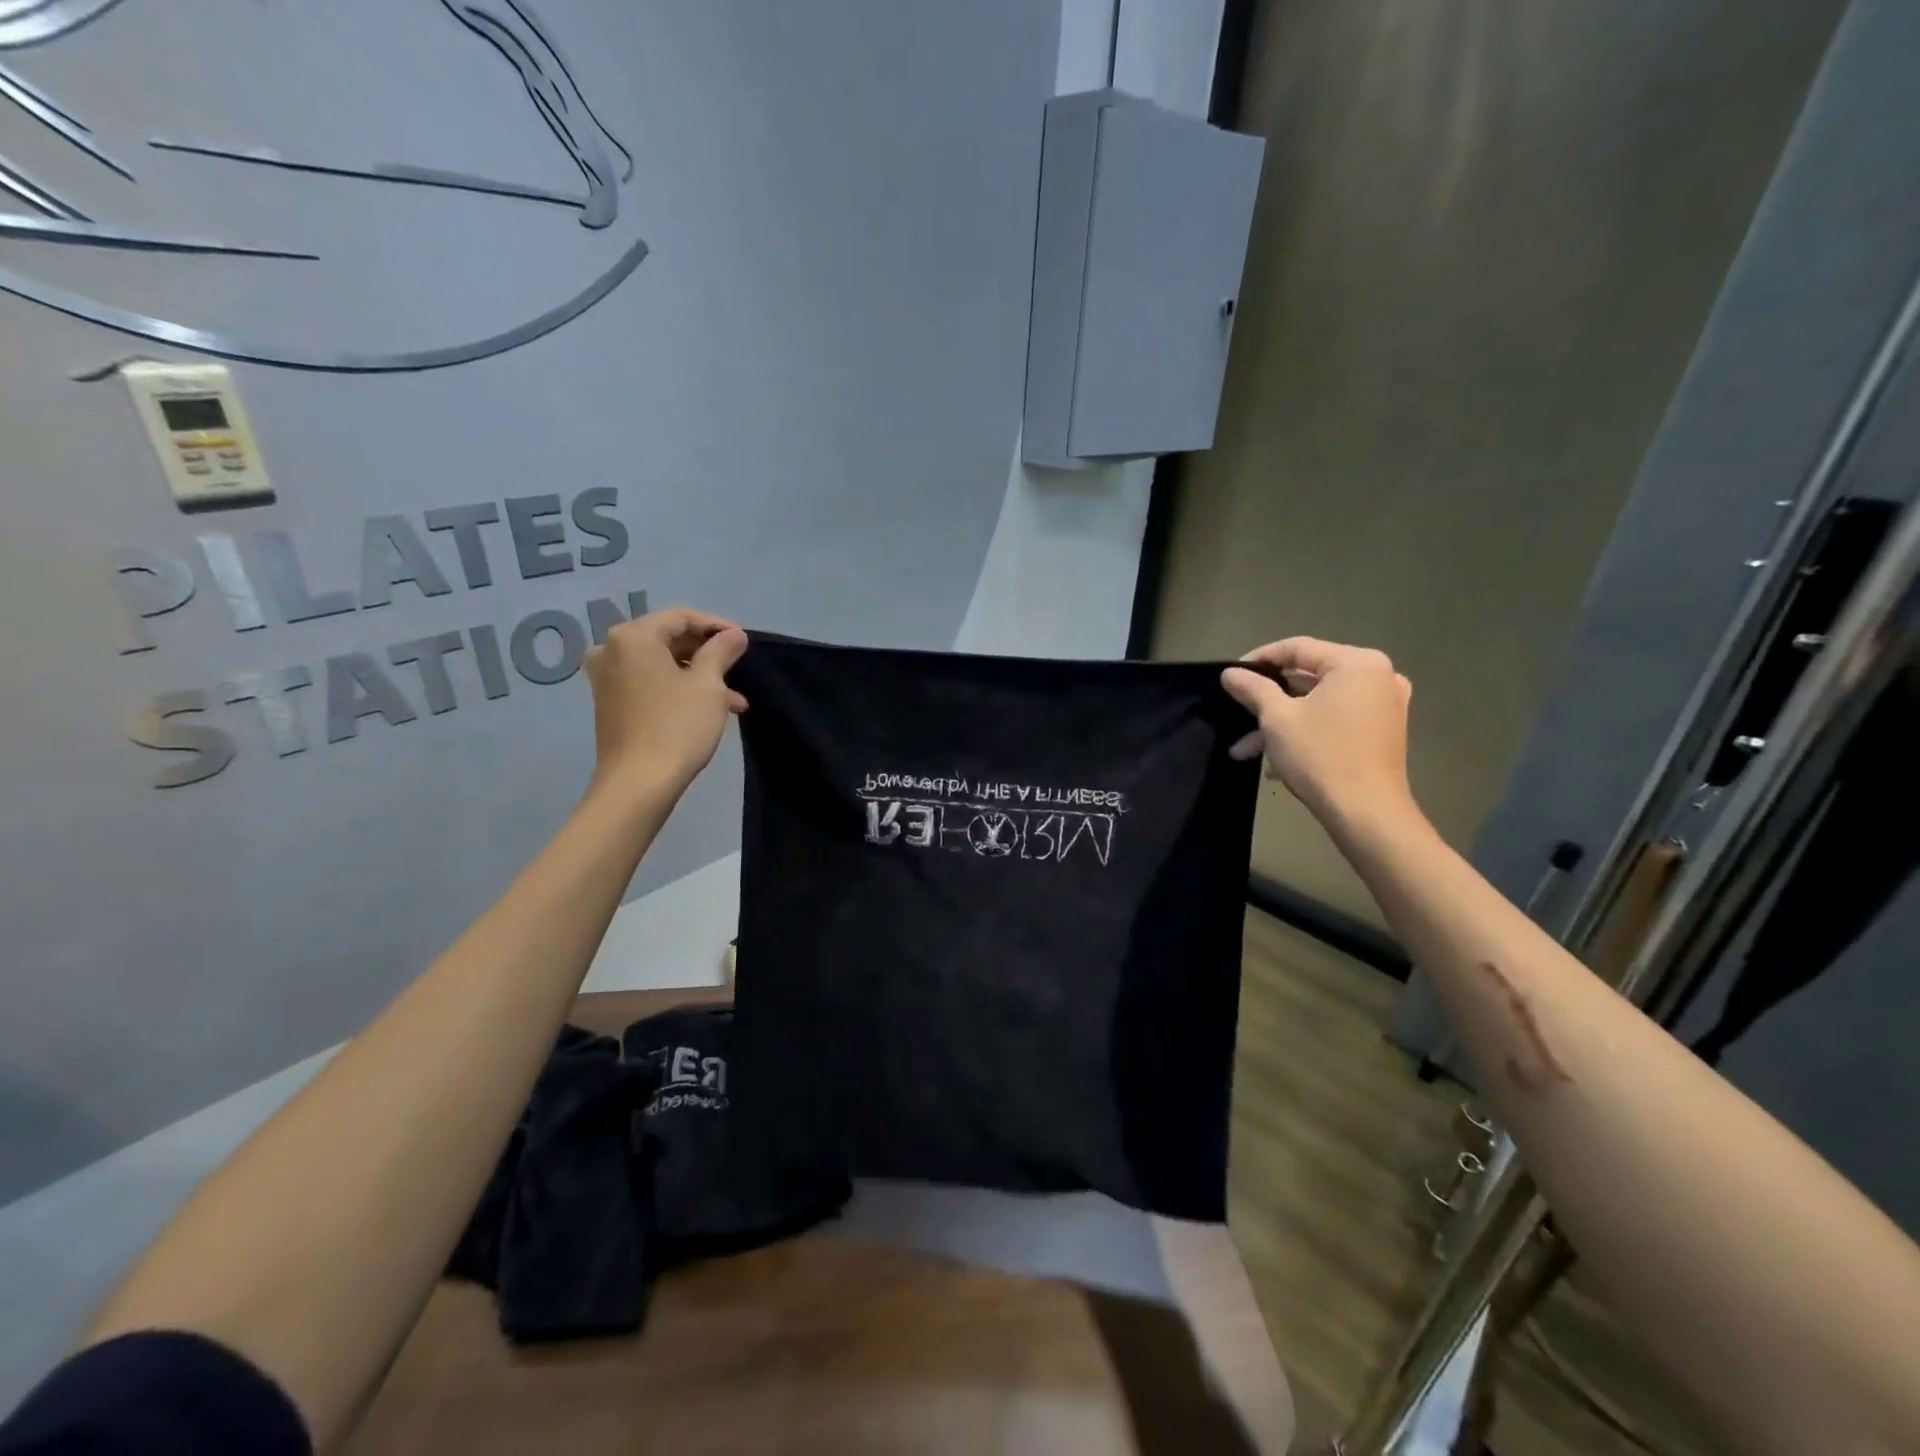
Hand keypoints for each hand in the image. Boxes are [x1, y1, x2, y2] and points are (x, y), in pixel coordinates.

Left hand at [583, 607, 748, 797]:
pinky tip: (709, 710)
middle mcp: (611, 650)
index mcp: (633, 637)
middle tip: (738, 669)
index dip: (716, 626)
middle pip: (668, 639)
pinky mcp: (610, 703)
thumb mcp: (708, 685)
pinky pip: (649, 683)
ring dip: (698, 676)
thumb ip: (721, 652)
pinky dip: (678, 690)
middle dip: (707, 654)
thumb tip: (734, 635)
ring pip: (661, 665)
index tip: (743, 642)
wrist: (638, 783)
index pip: (681, 617)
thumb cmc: (676, 726)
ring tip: (734, 700)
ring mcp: (607, 678)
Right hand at [1221, 637, 1415, 826]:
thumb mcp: (1277, 718)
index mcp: (1357, 663)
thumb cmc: (1321, 755)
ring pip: (1318, 702)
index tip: (1231, 675)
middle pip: (1309, 676)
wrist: (1366, 812)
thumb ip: (1253, 688)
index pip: (1298, 648)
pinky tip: (1274, 756)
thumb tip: (1230, 673)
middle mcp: (1377, 676)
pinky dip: (1306, 729)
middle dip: (1268, 699)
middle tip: (1237, 710)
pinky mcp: (1381, 730)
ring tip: (1245, 748)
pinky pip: (1335, 718)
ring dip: (1281, 721)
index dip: (1259, 659)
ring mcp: (1384, 705)